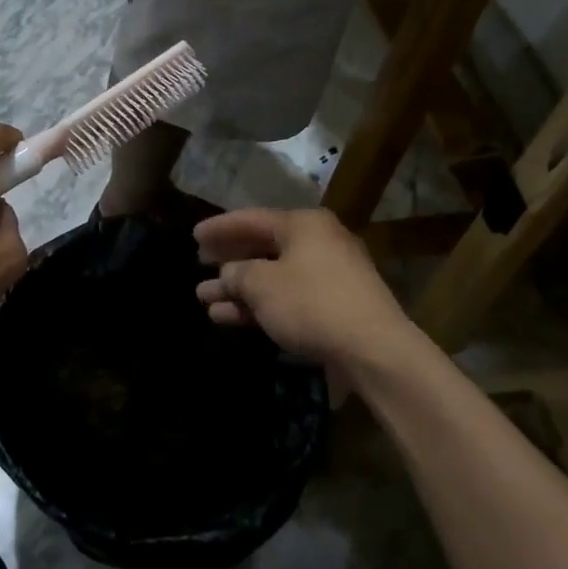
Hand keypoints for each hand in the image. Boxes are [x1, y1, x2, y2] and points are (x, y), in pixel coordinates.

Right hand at [194, 208, 416, 371]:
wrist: (373, 349)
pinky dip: (260, 305)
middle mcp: (319, 242)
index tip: (194, 235)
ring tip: (205, 298)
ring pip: (274, 276)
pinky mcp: (335, 306)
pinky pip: (288, 297)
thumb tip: (229, 274)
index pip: (252, 219)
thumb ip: (237, 274)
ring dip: (239, 288)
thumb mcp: (261, 284)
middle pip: (263, 247)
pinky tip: (230, 317)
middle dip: (229, 260)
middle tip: (200, 264)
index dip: (220, 228)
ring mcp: (329, 275)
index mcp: (303, 224)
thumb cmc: (311, 303)